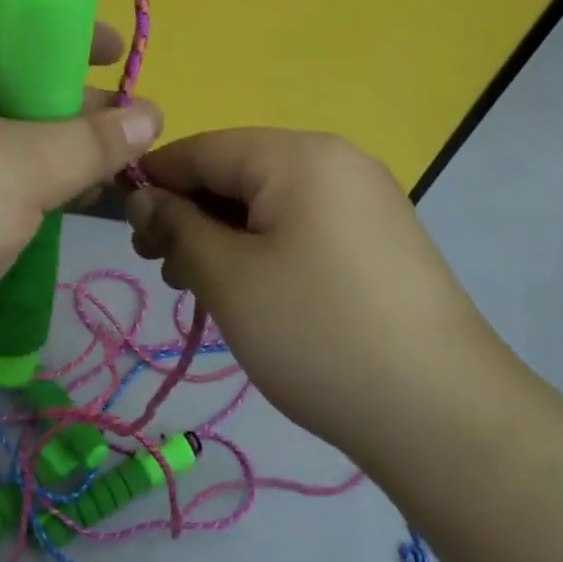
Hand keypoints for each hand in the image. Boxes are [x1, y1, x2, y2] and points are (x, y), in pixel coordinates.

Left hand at [0, 1, 162, 382]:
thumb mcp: (25, 167)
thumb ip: (93, 140)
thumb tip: (152, 115)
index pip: (3, 17)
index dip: (61, 28)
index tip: (114, 54)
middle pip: (9, 78)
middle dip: (70, 99)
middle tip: (124, 124)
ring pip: (1, 136)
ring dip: (54, 149)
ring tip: (107, 172)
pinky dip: (26, 187)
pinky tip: (65, 207)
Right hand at [125, 129, 508, 452]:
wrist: (441, 413)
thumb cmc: (316, 333)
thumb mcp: (227, 278)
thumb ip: (176, 226)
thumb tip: (143, 198)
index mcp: (298, 155)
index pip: (203, 148)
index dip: (154, 181)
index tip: (121, 225)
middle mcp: (336, 162)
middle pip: (237, 173)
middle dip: (190, 215)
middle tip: (163, 270)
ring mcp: (364, 201)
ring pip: (268, 204)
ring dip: (223, 238)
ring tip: (200, 289)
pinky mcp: (378, 241)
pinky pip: (301, 228)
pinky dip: (263, 251)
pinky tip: (249, 294)